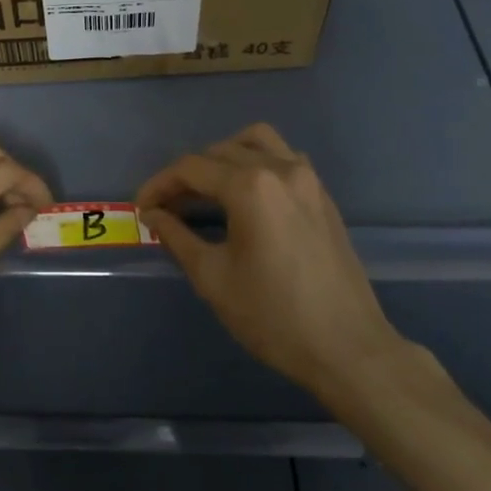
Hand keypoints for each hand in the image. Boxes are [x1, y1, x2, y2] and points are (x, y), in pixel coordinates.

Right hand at [137, 123, 407, 407]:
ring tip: (207, 189)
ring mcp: (306, 177)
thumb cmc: (274, 317)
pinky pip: (282, 157)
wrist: (349, 348)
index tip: (141, 208)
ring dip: (224, 156)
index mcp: (250, 186)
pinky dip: (256, 162)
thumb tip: (154, 215)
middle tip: (167, 207)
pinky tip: (246, 196)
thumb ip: (177, 236)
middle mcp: (279, 168)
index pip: (191, 168)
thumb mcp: (213, 278)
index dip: (160, 184)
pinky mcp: (321, 194)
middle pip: (219, 151)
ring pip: (255, 141)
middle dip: (187, 174)